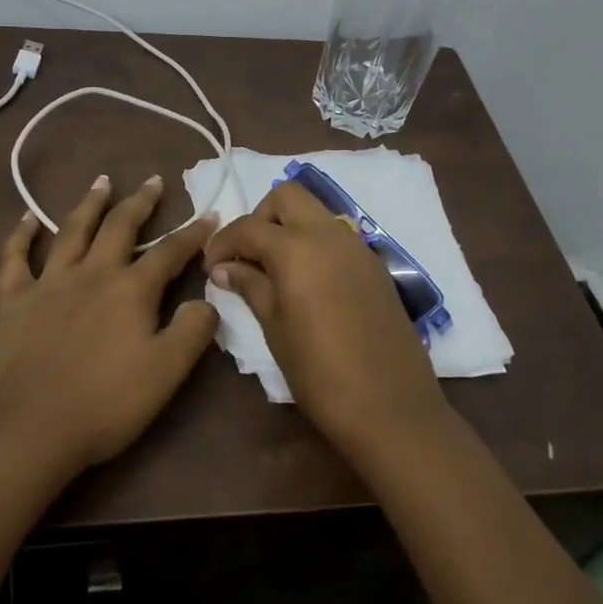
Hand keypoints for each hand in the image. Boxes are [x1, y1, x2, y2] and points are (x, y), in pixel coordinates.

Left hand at [0, 175, 219, 476]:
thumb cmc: (105, 404)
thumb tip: (207, 299)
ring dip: (90, 204)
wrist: (28, 431)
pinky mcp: (12, 301)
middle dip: (140, 202)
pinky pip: (15, 259)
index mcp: (131, 290)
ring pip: (71, 231)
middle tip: (152, 180)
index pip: (170, 253)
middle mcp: (91, 274)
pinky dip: (21, 235)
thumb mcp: (166, 373)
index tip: (209, 214)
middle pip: (120, 227)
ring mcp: (48, 284)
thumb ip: (193, 331)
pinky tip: (28, 218)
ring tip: (102, 182)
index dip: (192, 233)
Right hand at [203, 181, 447, 457]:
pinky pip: (337, 236)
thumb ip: (249, 286)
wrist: (391, 406)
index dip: (222, 243)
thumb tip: (224, 268)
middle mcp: (329, 233)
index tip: (211, 267)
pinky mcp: (375, 265)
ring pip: (315, 212)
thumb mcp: (274, 328)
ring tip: (274, 270)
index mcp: (296, 247)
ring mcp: (357, 246)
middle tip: (247, 256)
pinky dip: (314, 243)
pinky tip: (307, 282)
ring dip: (289, 227)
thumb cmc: (319, 372)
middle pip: (287, 196)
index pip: (248, 226)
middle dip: (260, 217)